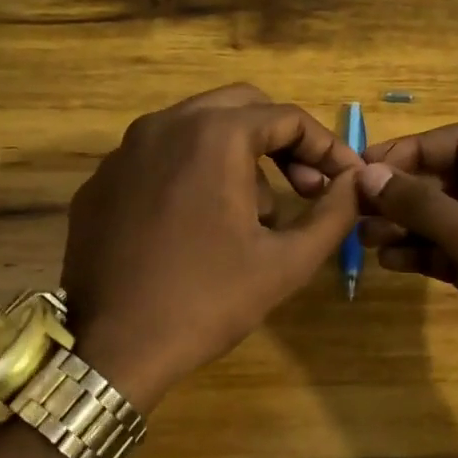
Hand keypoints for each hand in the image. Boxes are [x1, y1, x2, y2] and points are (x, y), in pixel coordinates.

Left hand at [62, 85, 363, 408]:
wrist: (112, 350)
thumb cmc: (207, 301)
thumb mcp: (287, 262)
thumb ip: (335, 213)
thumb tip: (356, 183)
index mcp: (213, 135)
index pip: (287, 118)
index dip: (327, 147)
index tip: (345, 181)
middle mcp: (165, 125)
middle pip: (241, 108)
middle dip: (281, 141)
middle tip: (304, 186)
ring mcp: (124, 150)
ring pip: (198, 128)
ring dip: (238, 157)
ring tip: (252, 217)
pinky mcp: (101, 181)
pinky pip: (159, 157)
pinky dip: (192, 173)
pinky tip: (198, 225)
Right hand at [357, 123, 457, 443]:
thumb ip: (425, 207)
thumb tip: (368, 174)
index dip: (411, 151)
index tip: (363, 169)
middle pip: (452, 179)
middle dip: (406, 192)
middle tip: (356, 208)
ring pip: (449, 219)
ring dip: (408, 225)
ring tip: (366, 238)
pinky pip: (454, 254)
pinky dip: (424, 255)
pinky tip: (391, 262)